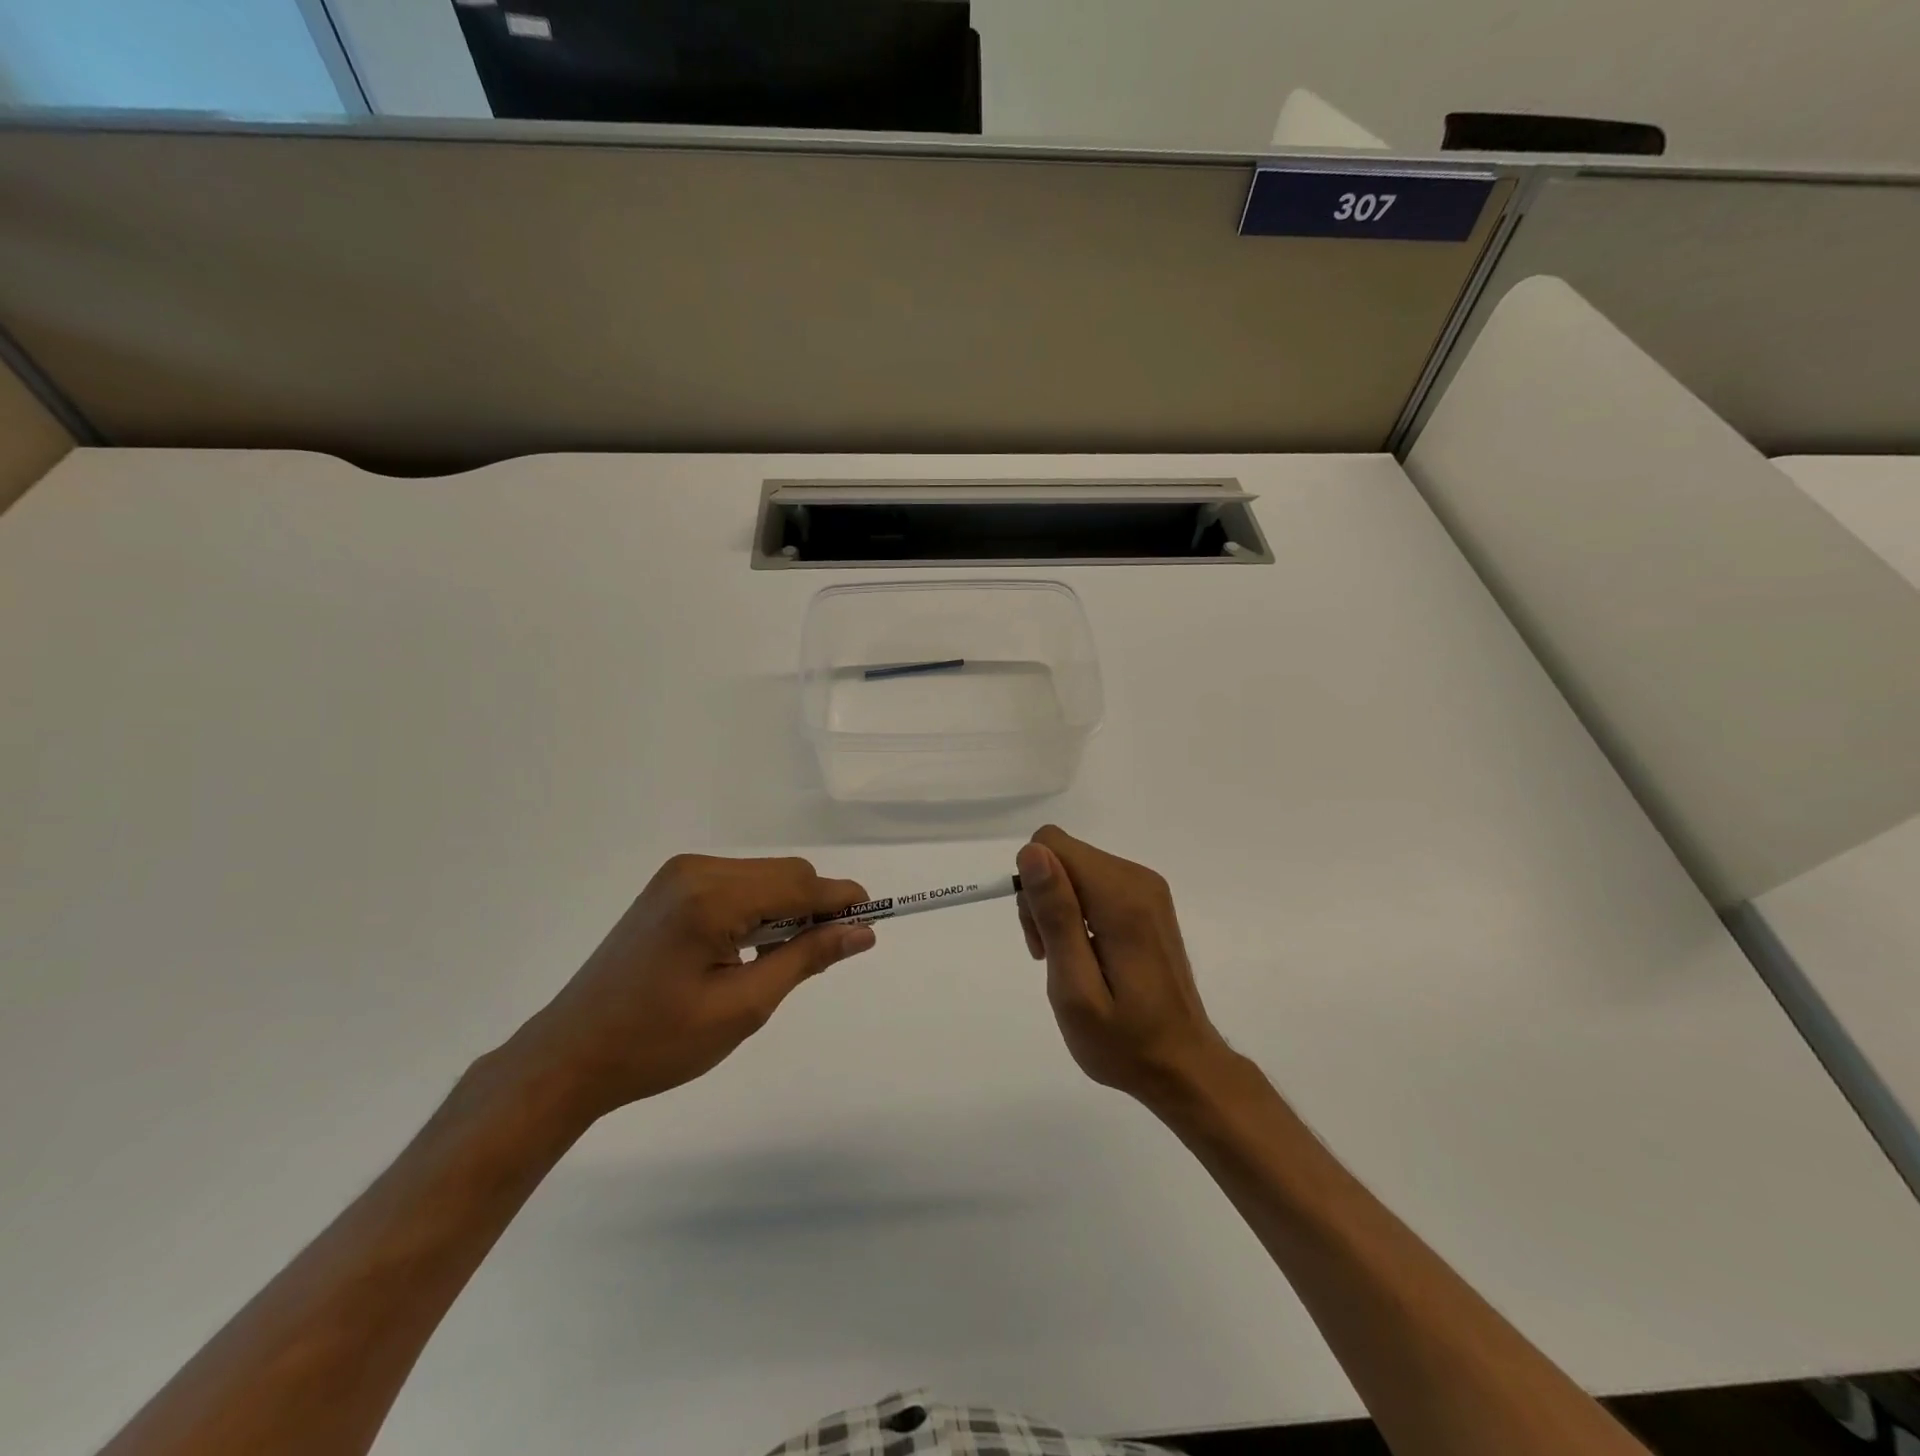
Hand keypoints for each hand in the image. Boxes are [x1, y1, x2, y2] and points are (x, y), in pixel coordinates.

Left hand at [511, 855, 873, 1121]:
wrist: (571, 1056)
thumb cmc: (659, 1043)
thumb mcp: (743, 1007)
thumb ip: (806, 958)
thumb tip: (861, 931)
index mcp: (711, 897)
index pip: (799, 883)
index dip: (841, 900)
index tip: (871, 925)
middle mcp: (696, 870)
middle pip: (784, 873)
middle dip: (813, 907)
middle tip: (821, 958)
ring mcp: (679, 874)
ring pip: (763, 877)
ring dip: (785, 909)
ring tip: (774, 962)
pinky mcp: (670, 887)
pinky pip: (736, 883)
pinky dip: (757, 909)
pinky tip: (743, 949)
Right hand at [1016, 826, 1233, 1108]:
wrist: (1184, 1067)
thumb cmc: (1124, 1041)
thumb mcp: (1075, 988)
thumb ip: (1055, 915)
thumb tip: (1032, 852)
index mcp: (1121, 898)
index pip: (1052, 845)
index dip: (1033, 887)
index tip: (1041, 938)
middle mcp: (1137, 879)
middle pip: (1063, 855)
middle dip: (1043, 900)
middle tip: (1051, 956)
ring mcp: (1147, 889)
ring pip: (1074, 868)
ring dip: (1059, 910)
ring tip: (1069, 963)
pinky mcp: (1147, 901)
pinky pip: (1093, 884)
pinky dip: (1078, 914)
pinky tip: (1088, 956)